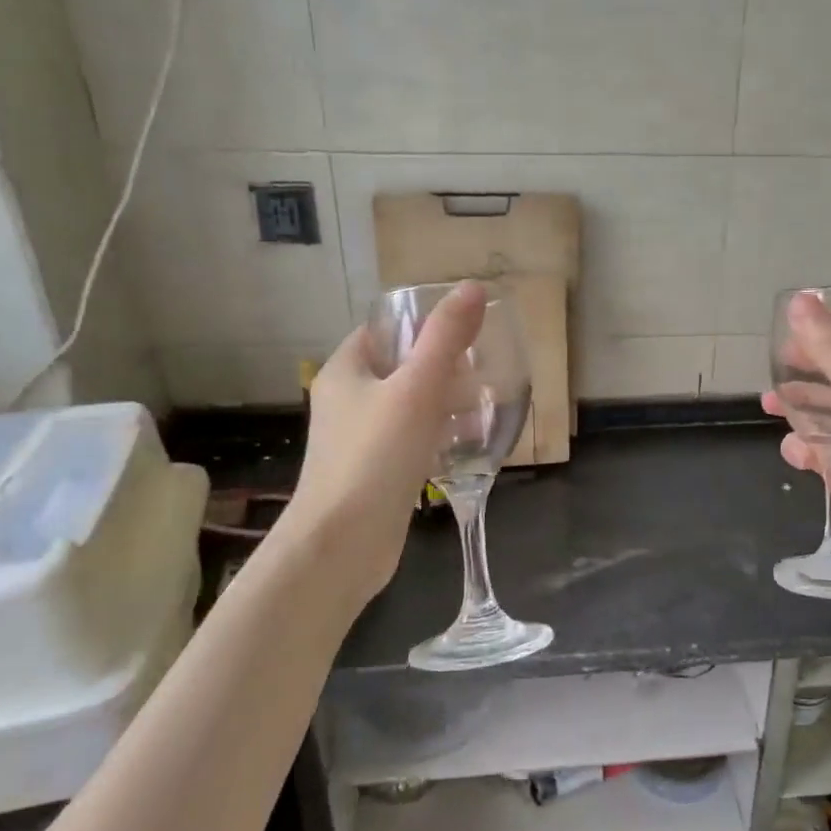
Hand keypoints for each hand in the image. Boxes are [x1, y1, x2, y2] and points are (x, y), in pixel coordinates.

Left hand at [286, 280, 485, 599]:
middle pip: (399, 368)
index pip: (383, 330)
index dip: (421, 324)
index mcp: (345, 371)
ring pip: (407, 407)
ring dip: (445, 402)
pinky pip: (410, 441)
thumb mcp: (417, 389)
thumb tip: (471, 287)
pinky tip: (469, 445)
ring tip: (487, 402)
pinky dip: (438, 436)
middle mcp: (346, 401)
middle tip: (484, 367)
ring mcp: (358, 440)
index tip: (464, 330)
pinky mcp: (375, 473)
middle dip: (442, 365)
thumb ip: (446, 339)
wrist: (343, 543)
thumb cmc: (375, 456)